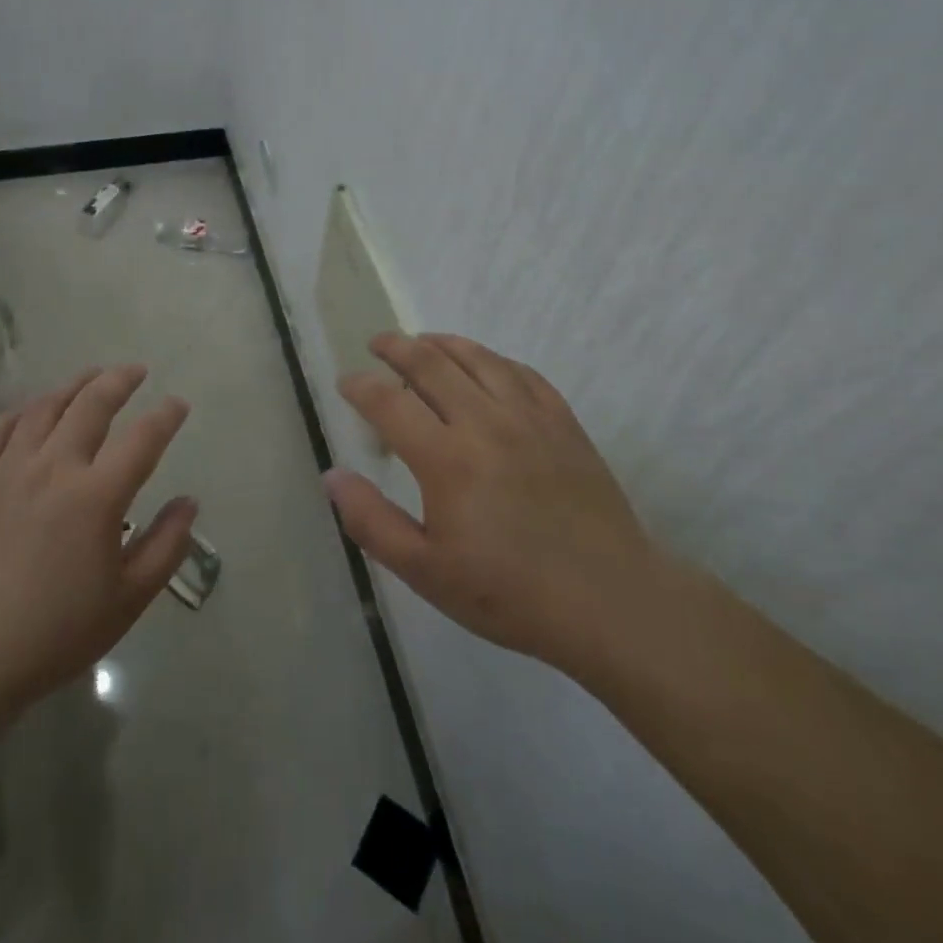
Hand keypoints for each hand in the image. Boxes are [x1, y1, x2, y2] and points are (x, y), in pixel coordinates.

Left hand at [0, 365, 196, 745]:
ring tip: (91, 376)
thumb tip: (189, 503)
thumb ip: (165, 546)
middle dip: (119, 381)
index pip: (143, 439)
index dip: (166, 416)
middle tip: (135, 370)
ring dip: (74, 385)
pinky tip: (33, 409)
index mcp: (98, 495)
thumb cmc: (54, 632)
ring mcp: (10, 468)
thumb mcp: (127, 600)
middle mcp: (55, 466)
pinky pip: (0, 428)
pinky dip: (23, 410)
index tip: (178, 403)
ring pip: (46, 407)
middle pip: (92, 405)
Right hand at [326, 333, 655, 673]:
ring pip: (478, 358)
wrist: (609, 600)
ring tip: (422, 341)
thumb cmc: (509, 592)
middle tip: (377, 343)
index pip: (389, 403)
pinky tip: (484, 365)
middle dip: (397, 347)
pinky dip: (493, 360)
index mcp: (446, 459)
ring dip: (443, 343)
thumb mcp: (425, 571)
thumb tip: (332, 476)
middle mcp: (485, 423)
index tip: (346, 382)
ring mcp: (529, 417)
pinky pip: (522, 373)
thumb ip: (372, 521)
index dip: (361, 386)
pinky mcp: (563, 422)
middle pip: (431, 364)